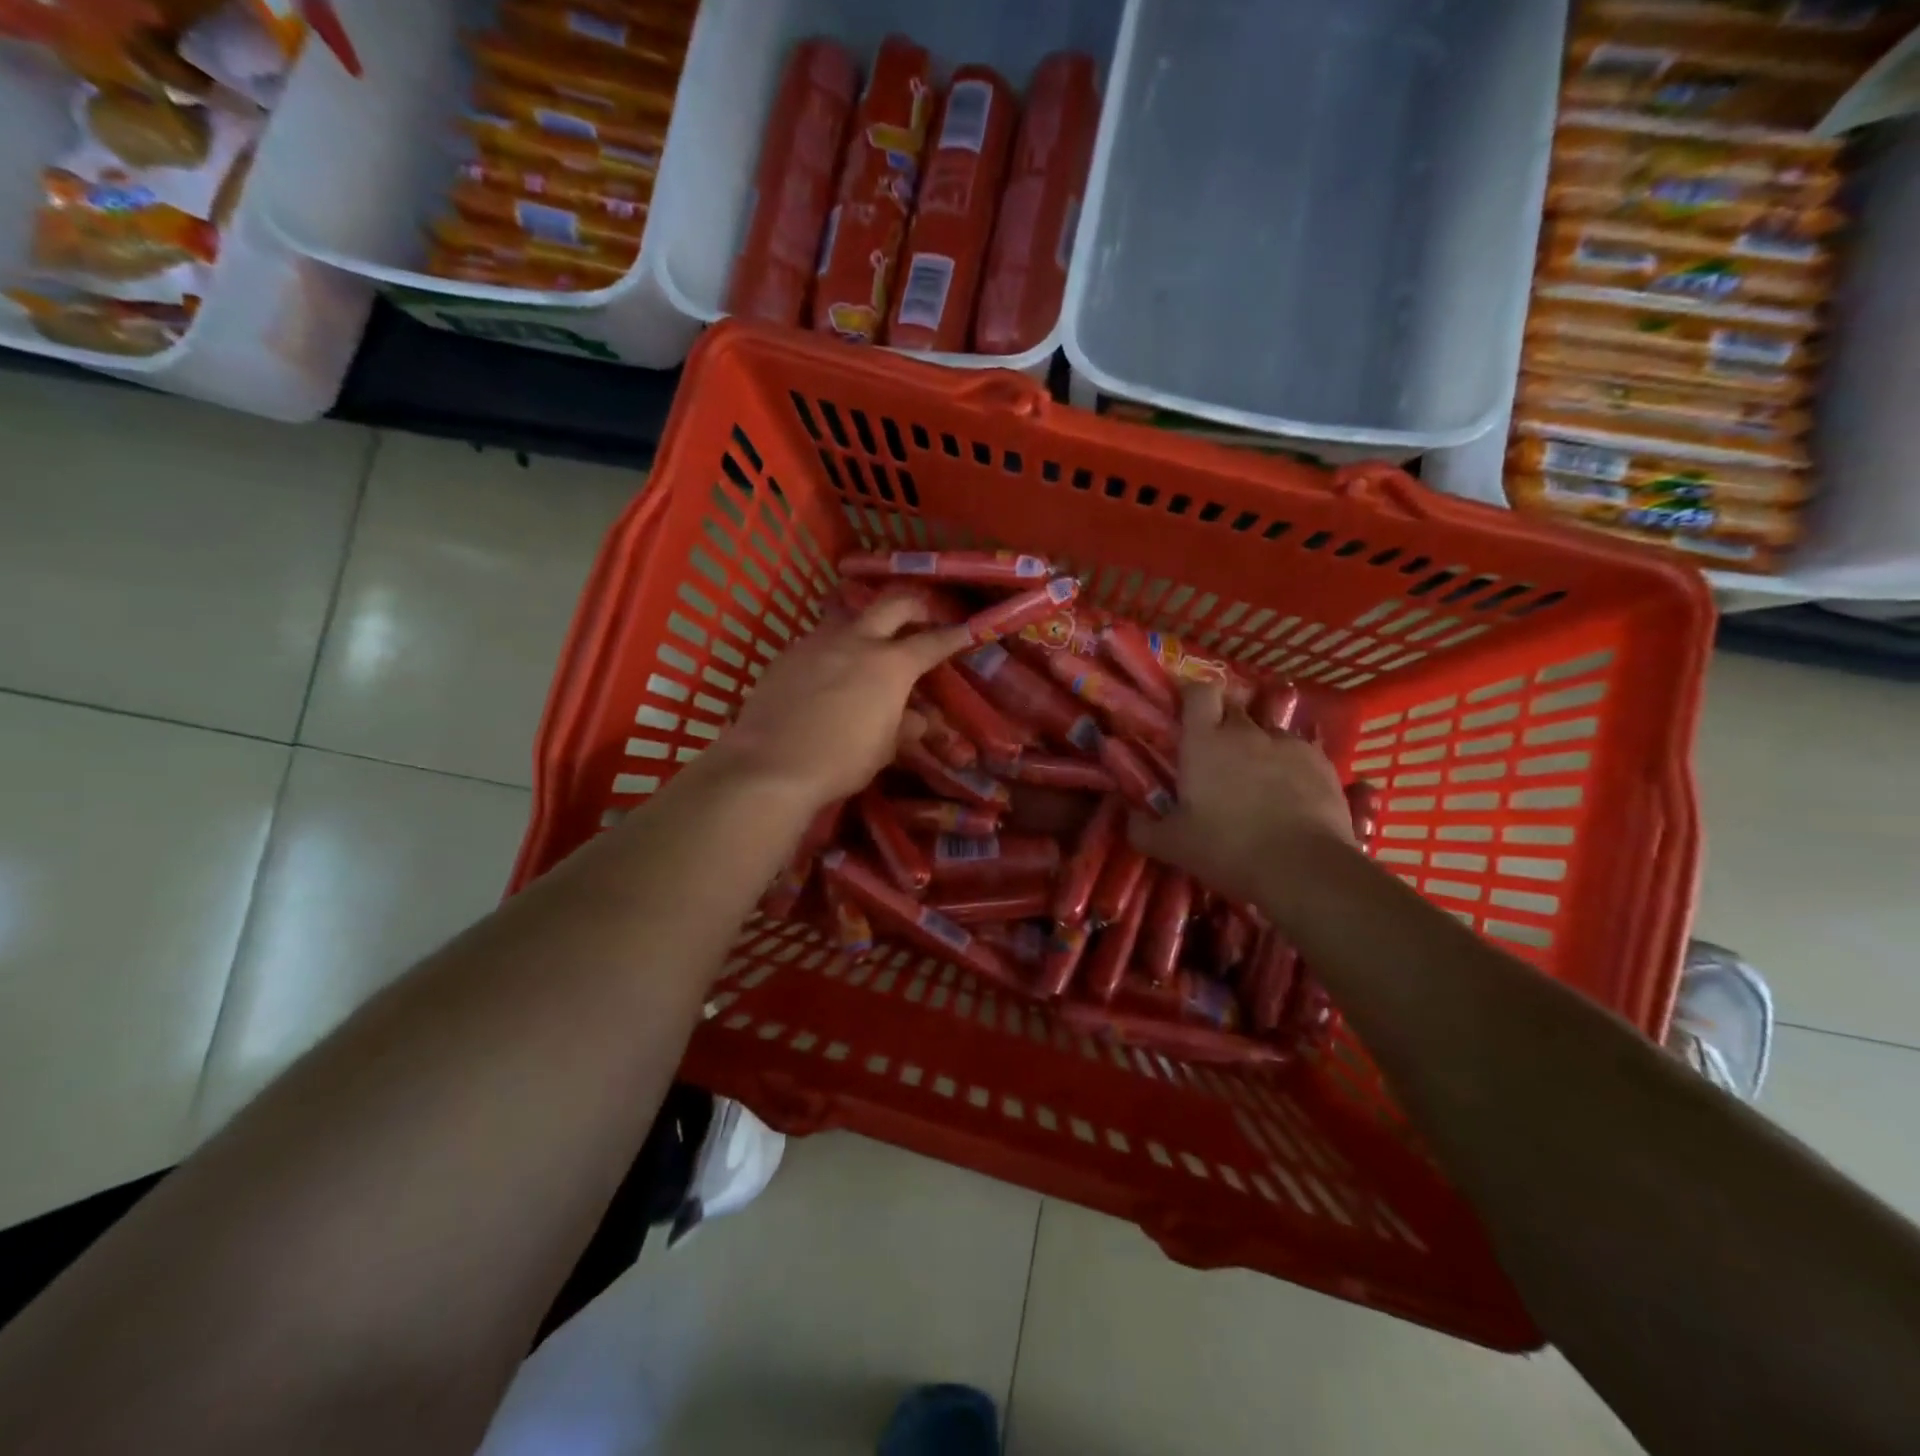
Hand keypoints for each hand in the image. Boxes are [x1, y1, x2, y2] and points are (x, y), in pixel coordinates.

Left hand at [714, 593, 973, 807]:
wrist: (770, 764)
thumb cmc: (841, 761)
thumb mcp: (884, 749)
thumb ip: (905, 726)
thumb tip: (917, 718)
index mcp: (891, 665)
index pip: (932, 642)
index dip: (954, 635)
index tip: (967, 629)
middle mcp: (857, 641)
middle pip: (892, 604)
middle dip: (914, 605)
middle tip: (922, 615)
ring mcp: (817, 642)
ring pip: (848, 618)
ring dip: (865, 625)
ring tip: (868, 645)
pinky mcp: (787, 655)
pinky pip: (817, 642)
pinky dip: (831, 650)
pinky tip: (826, 674)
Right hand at [1129, 682, 1354, 908]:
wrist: (1303, 868)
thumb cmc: (1227, 848)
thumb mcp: (1173, 846)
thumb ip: (1143, 829)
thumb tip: (1128, 818)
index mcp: (1204, 742)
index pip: (1199, 692)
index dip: (1193, 696)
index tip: (1187, 713)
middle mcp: (1245, 732)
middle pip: (1233, 709)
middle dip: (1223, 724)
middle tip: (1216, 756)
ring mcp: (1287, 744)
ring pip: (1267, 733)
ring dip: (1258, 748)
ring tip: (1258, 781)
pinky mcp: (1321, 762)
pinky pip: (1298, 754)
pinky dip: (1290, 767)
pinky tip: (1290, 796)